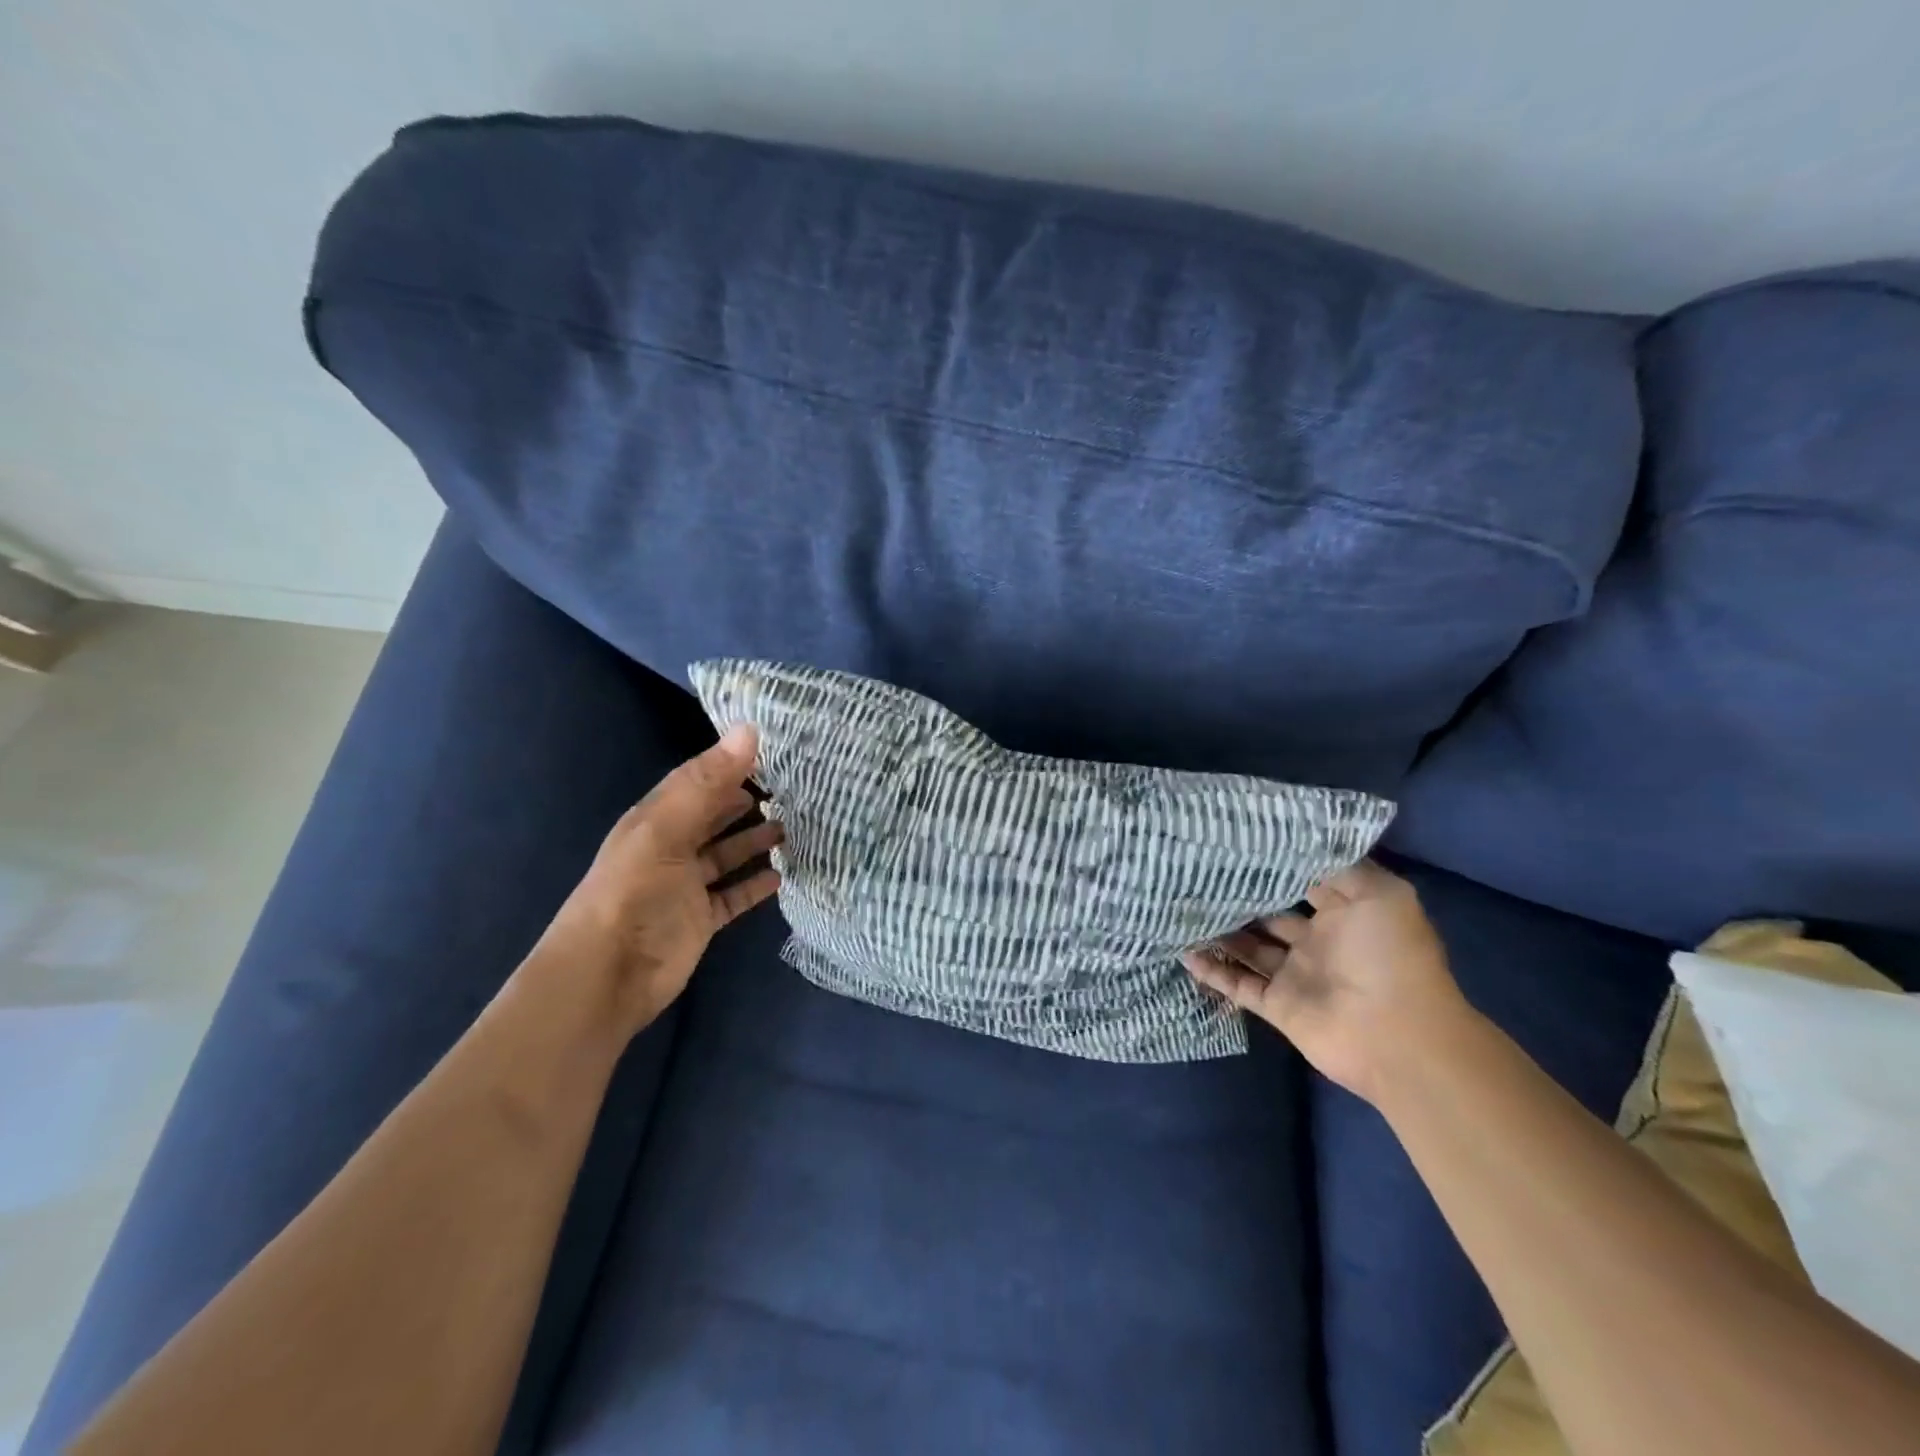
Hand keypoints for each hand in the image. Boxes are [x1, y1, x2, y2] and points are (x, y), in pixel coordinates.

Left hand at [531, 724, 782, 1035]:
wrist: (607, 977)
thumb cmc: (633, 894)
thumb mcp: (665, 831)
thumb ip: (707, 783)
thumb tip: (749, 729)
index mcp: (656, 819)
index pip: (698, 780)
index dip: (730, 764)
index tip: (775, 749)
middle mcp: (672, 847)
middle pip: (715, 816)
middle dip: (747, 800)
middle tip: (794, 787)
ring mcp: (686, 886)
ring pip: (728, 854)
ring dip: (755, 840)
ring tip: (794, 826)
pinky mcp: (701, 919)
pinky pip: (734, 895)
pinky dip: (755, 884)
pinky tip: (783, 875)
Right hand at [1182, 860, 1469, 1105]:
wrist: (1398, 1039)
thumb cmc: (1390, 957)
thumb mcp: (1379, 894)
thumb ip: (1338, 866)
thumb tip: (1296, 843)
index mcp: (1345, 913)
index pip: (1303, 882)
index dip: (1273, 864)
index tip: (1235, 843)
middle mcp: (1319, 942)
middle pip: (1270, 914)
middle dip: (1240, 896)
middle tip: (1198, 872)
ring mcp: (1296, 975)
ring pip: (1249, 948)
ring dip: (1221, 931)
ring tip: (1182, 906)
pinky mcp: (1278, 1006)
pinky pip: (1238, 984)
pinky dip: (1213, 971)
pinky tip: (1183, 951)